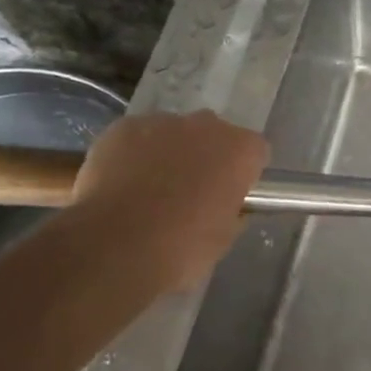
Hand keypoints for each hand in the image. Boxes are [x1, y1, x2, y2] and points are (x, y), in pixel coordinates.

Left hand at [67, 110, 267, 297]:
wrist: (115, 246)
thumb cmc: (181, 248)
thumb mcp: (223, 239)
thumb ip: (232, 210)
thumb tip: (226, 205)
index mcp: (240, 151)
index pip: (255, 151)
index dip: (243, 173)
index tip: (231, 194)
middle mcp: (206, 125)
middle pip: (214, 134)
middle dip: (206, 156)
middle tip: (191, 192)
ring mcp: (162, 122)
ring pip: (172, 133)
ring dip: (168, 154)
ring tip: (149, 191)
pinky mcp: (123, 128)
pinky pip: (136, 137)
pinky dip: (133, 154)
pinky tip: (121, 185)